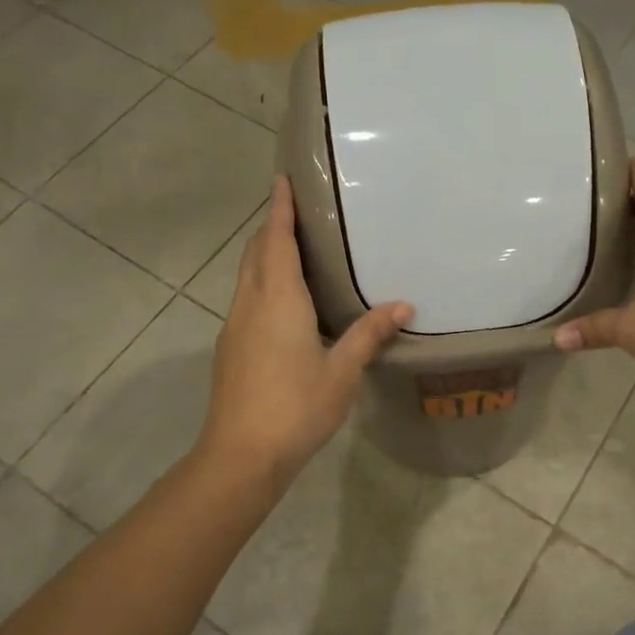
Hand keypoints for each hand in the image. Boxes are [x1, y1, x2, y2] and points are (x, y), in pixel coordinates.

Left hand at [200, 176, 411, 491]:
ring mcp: (235, 326)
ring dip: (264, 254)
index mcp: (278, 299)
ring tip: (294, 248)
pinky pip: (247, 297)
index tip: (283, 178)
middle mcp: (251, 303)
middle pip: (256, 252)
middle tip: (298, 210)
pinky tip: (284, 300)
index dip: (280, 208)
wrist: (240, 455)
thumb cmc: (296, 407)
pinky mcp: (231, 348)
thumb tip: (403, 305)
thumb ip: (369, 334)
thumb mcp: (342, 371)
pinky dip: (262, 281)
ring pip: (247, 275)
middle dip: (272, 226)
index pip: (277, 240)